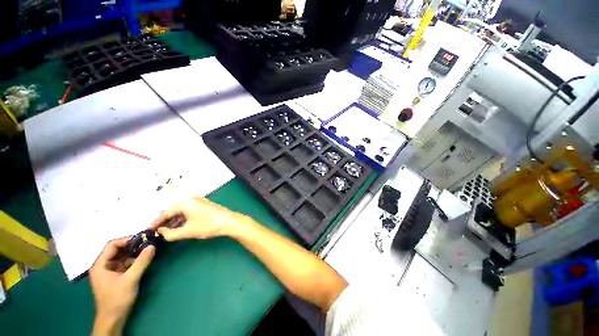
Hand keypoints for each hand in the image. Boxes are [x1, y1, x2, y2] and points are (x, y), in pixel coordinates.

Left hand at [90, 237, 154, 335]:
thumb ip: (141, 262)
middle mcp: (102, 266)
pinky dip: (132, 261)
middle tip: (147, 244)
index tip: (142, 239)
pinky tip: (142, 262)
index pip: (112, 245)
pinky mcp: (114, 276)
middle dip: (132, 246)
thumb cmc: (118, 298)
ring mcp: (108, 272)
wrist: (113, 319)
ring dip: (133, 254)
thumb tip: (152, 246)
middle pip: (116, 250)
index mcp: (100, 265)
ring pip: (121, 257)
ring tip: (147, 252)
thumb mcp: (131, 279)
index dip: (127, 240)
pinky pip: (123, 264)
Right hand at [149, 197, 246, 240]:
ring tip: (168, 231)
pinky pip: (189, 211)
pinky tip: (180, 227)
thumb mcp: (187, 231)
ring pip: (182, 211)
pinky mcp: (204, 205)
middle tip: (157, 231)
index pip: (166, 212)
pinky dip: (183, 219)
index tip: (148, 230)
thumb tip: (161, 232)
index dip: (156, 222)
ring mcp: (199, 201)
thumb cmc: (207, 225)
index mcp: (185, 202)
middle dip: (165, 221)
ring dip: (175, 221)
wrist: (229, 221)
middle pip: (174, 210)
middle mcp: (191, 199)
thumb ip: (170, 233)